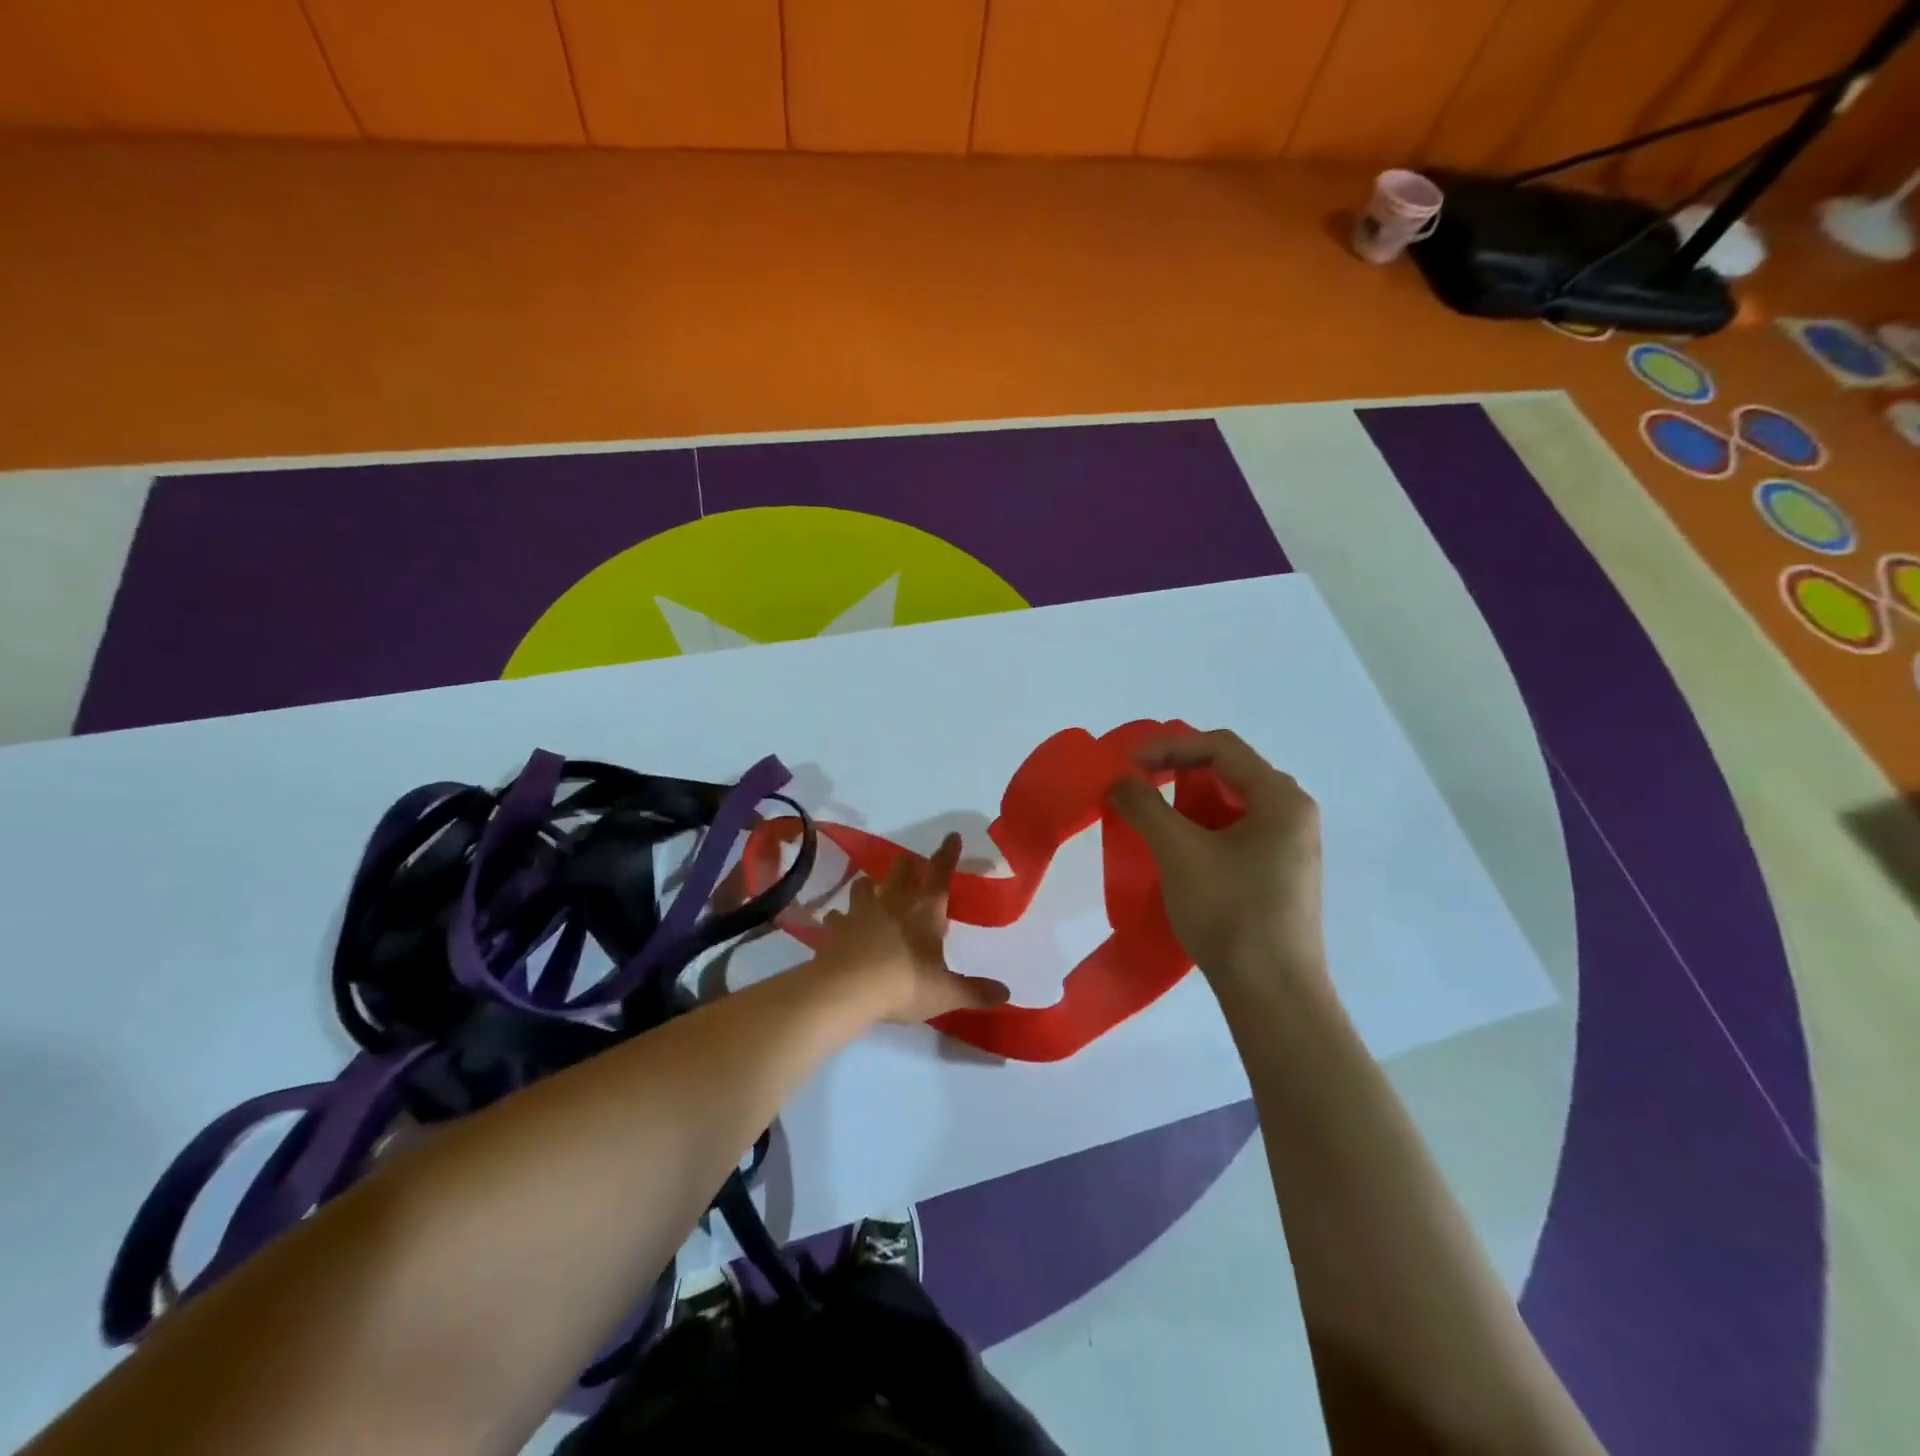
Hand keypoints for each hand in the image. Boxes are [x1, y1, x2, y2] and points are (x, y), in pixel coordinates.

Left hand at [812, 833, 1010, 1024]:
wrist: (847, 990)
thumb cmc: (904, 984)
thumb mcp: (945, 993)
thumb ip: (974, 991)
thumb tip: (1005, 993)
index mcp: (925, 909)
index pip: (940, 872)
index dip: (947, 853)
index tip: (952, 836)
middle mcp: (893, 901)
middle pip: (901, 868)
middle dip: (909, 863)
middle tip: (914, 865)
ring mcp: (861, 911)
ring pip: (865, 884)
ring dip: (872, 884)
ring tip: (874, 889)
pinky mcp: (837, 927)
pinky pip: (838, 915)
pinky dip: (841, 917)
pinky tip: (841, 923)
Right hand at [1107, 730, 1327, 989]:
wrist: (1273, 994)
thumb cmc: (1230, 912)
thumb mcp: (1179, 852)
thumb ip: (1146, 806)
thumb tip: (1119, 781)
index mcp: (1281, 799)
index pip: (1221, 748)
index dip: (1169, 747)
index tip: (1127, 764)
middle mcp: (1292, 813)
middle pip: (1229, 771)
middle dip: (1178, 771)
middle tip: (1137, 783)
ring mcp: (1288, 845)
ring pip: (1230, 803)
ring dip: (1187, 802)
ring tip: (1150, 815)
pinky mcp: (1278, 872)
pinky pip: (1235, 831)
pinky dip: (1201, 828)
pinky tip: (1175, 847)